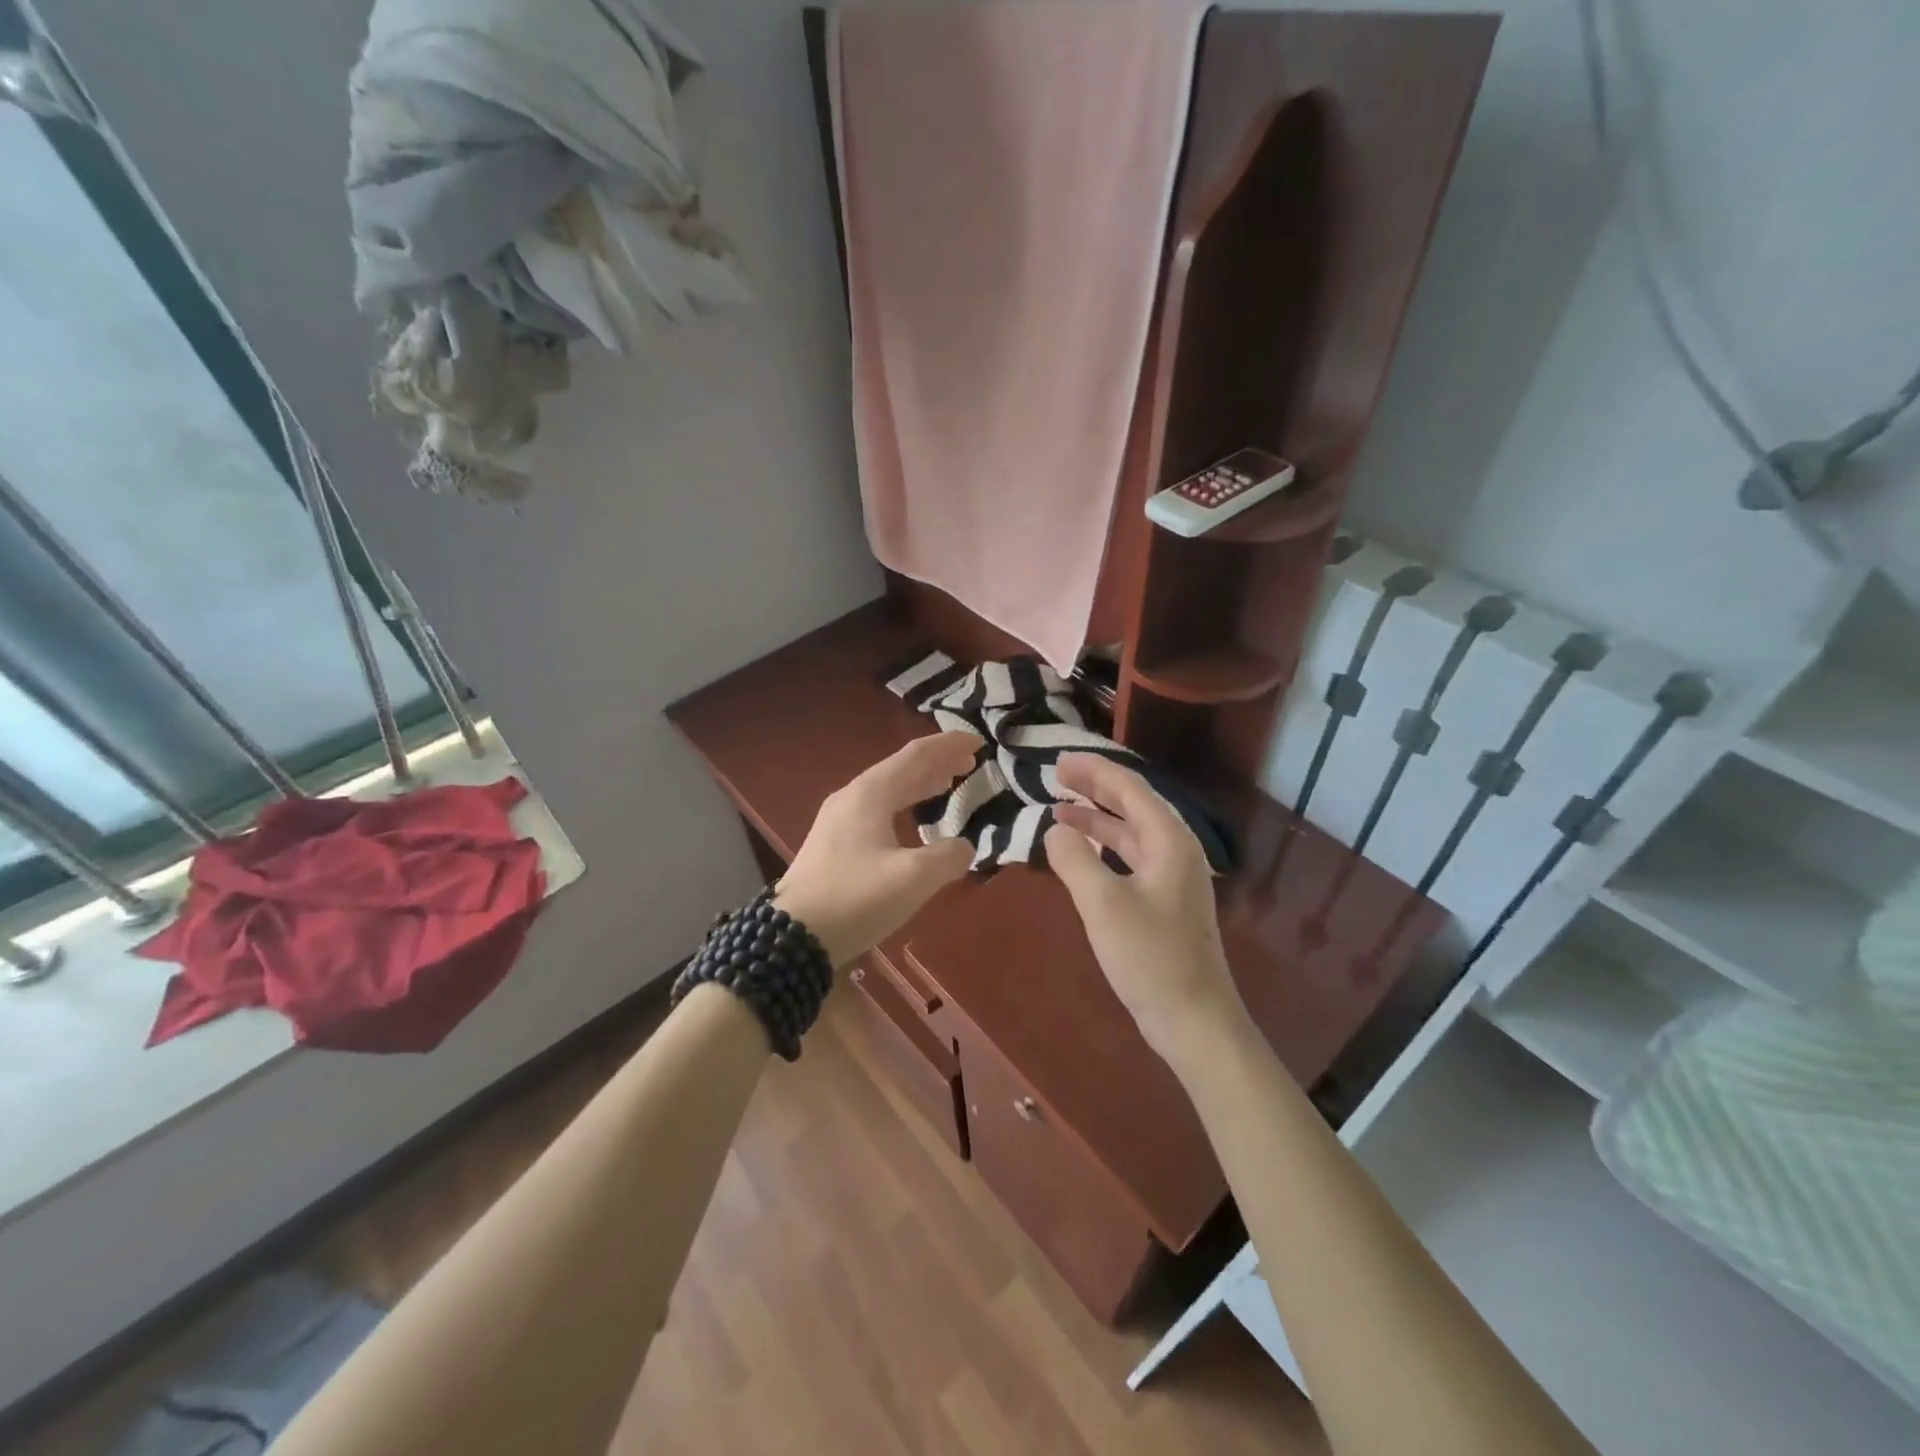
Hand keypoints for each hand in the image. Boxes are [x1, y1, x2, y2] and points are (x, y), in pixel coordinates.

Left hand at [772, 732, 980, 968]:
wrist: (793, 937)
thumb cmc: (856, 899)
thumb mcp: (913, 878)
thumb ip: (948, 857)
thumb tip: (964, 847)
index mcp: (870, 794)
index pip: (916, 756)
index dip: (949, 746)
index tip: (979, 742)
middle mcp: (853, 797)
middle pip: (901, 768)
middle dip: (937, 763)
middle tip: (970, 763)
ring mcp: (839, 819)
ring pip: (888, 788)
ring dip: (920, 783)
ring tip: (948, 782)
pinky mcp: (834, 842)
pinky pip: (878, 808)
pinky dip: (904, 803)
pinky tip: (913, 819)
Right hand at [1045, 754, 1249, 1072]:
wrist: (1194, 1019)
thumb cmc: (1151, 957)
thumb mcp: (1103, 904)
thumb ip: (1074, 860)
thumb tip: (1054, 830)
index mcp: (1169, 841)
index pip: (1129, 788)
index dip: (1093, 770)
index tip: (1058, 761)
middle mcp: (1175, 851)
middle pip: (1132, 805)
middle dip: (1095, 787)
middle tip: (1056, 775)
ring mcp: (1171, 878)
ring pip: (1130, 832)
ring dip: (1096, 818)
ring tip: (1060, 809)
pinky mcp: (1163, 902)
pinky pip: (1129, 858)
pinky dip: (1103, 847)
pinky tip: (1082, 853)